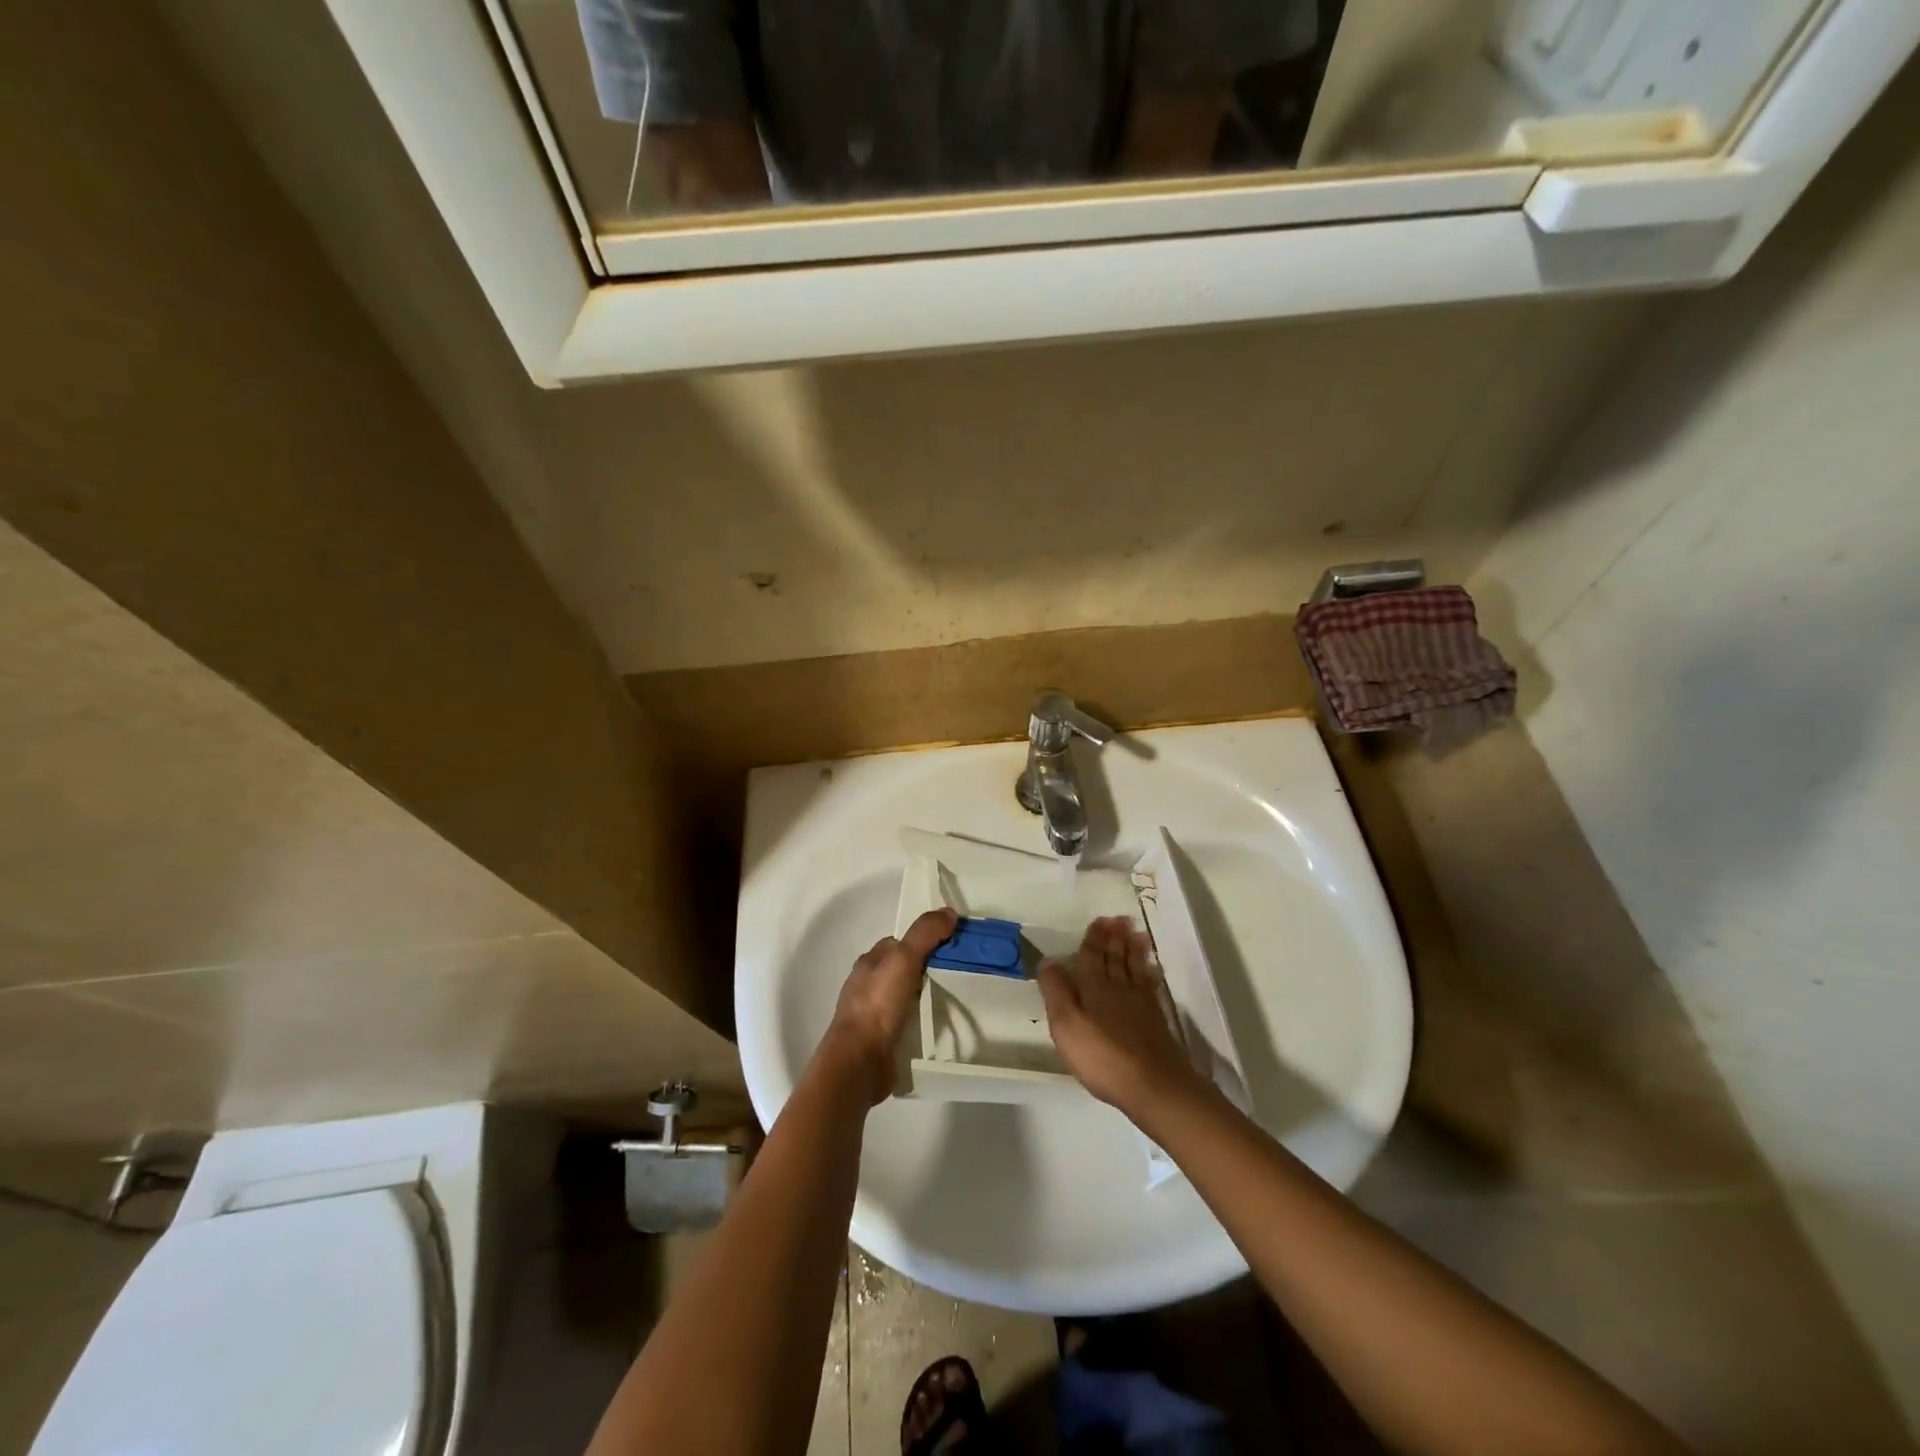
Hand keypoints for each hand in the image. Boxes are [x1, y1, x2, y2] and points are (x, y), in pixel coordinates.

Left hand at [822, 908, 956, 1104]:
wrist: (859, 1061)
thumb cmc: (878, 1003)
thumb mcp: (904, 959)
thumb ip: (925, 933)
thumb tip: (949, 912)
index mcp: (870, 962)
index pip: (900, 942)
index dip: (924, 939)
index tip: (952, 945)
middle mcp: (868, 984)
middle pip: (903, 968)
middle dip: (927, 968)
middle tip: (959, 973)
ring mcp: (873, 1013)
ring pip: (905, 995)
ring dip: (925, 996)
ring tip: (954, 999)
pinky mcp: (881, 1039)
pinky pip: (905, 1021)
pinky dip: (920, 1020)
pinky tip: (938, 1024)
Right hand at [1038, 916, 1204, 1116]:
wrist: (1154, 1085)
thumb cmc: (1103, 1057)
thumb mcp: (1066, 1025)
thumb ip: (1056, 992)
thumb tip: (1048, 961)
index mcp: (1094, 988)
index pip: (1092, 957)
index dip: (1094, 939)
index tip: (1099, 920)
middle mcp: (1118, 989)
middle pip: (1116, 958)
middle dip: (1115, 938)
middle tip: (1119, 919)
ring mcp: (1140, 1004)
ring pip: (1135, 968)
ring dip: (1134, 950)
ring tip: (1137, 934)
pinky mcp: (1155, 1020)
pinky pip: (1149, 986)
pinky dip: (1149, 973)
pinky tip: (1151, 970)